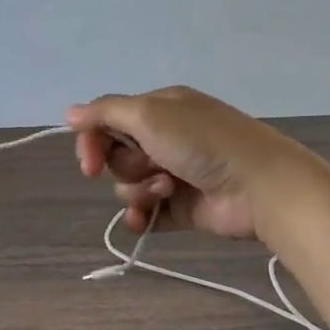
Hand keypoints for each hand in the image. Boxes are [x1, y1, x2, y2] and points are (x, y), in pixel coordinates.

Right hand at [67, 87, 310, 241]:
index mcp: (160, 109)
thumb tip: (70, 112)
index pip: (108, 121)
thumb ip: (105, 112)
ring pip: (129, 186)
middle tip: (151, 166)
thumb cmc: (203, 142)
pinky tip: (146, 220)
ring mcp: (174, 174)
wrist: (260, 187)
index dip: (93, 142)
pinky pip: (146, 213)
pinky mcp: (182, 208)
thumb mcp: (150, 114)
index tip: (88, 163)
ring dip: (141, 190)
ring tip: (169, 189)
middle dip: (127, 165)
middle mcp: (166, 138)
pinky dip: (142, 217)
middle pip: (117, 155)